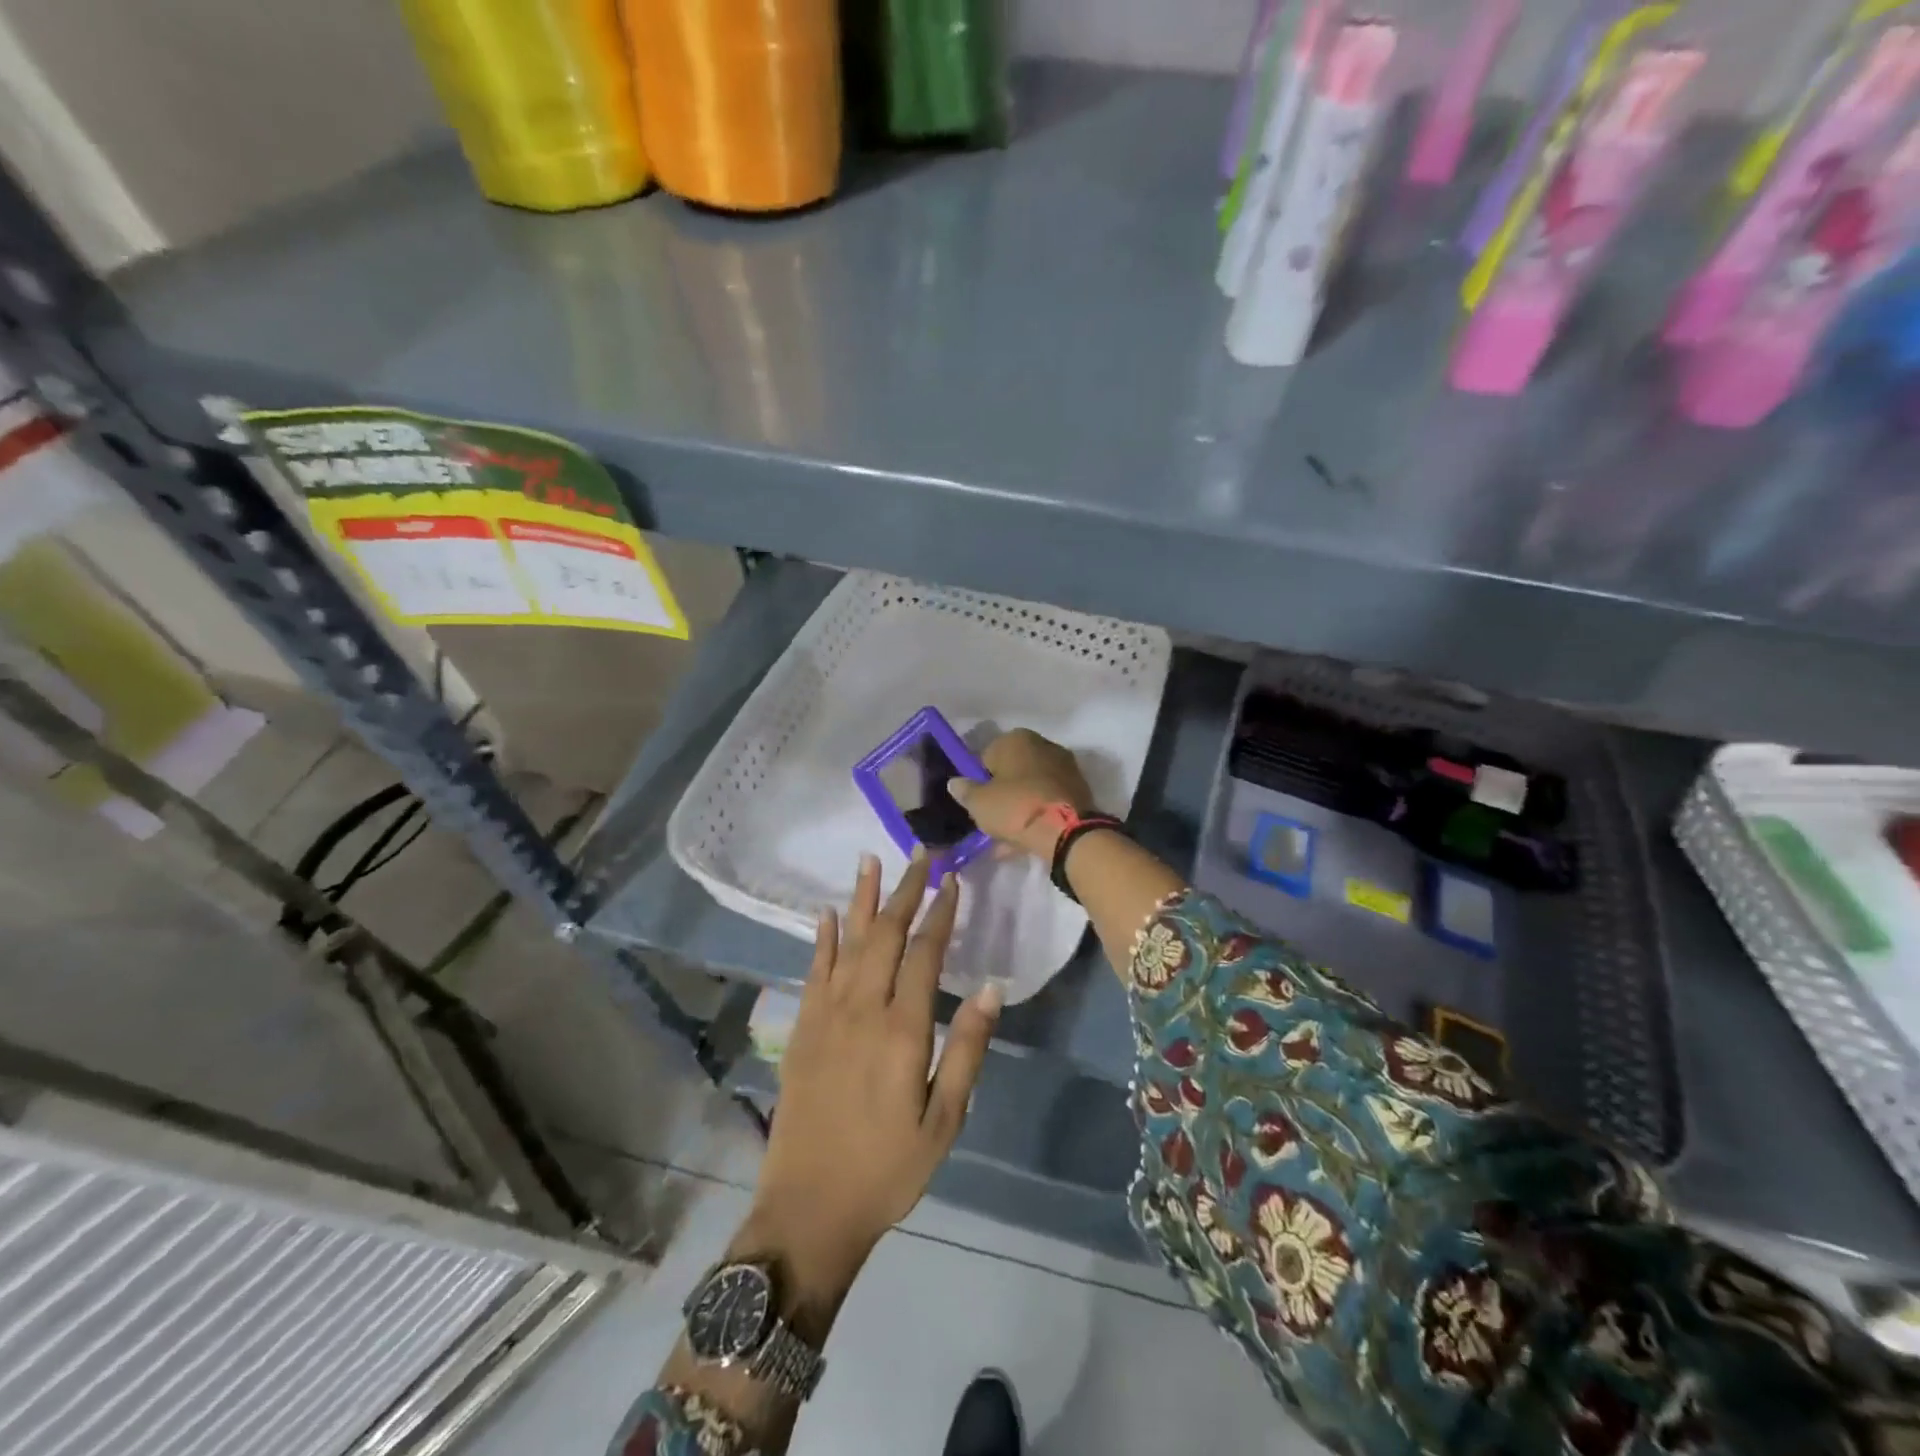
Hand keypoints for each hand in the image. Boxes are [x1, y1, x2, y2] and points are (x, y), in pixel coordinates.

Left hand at [745, 852, 1000, 1300]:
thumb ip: (967, 1048)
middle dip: (904, 890)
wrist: (808, 1210)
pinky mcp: (801, 1029)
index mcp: (901, 1029)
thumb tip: (991, 986)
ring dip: (860, 899)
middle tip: (919, 854)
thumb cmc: (888, 1169)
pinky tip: (826, 914)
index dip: (941, 913)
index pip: (924, 953)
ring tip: (869, 860)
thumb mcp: (945, 1119)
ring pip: (846, 942)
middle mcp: (861, 1008)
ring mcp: (825, 1015)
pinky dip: (822, 938)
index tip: (953, 880)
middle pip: (884, 934)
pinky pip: (813, 970)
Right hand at [947, 728, 1096, 860]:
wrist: (1068, 832)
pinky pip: (1047, 802)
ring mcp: (1064, 767)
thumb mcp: (979, 803)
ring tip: (1006, 838)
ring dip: (1018, 808)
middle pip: (1012, 772)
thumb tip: (955, 782)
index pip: (987, 756)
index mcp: (1016, 739)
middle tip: (991, 820)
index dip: (978, 780)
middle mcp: (1043, 745)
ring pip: (1031, 788)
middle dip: (1001, 794)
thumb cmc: (1016, 807)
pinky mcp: (1079, 790)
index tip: (976, 802)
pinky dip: (1036, 816)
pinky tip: (1025, 841)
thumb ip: (965, 791)